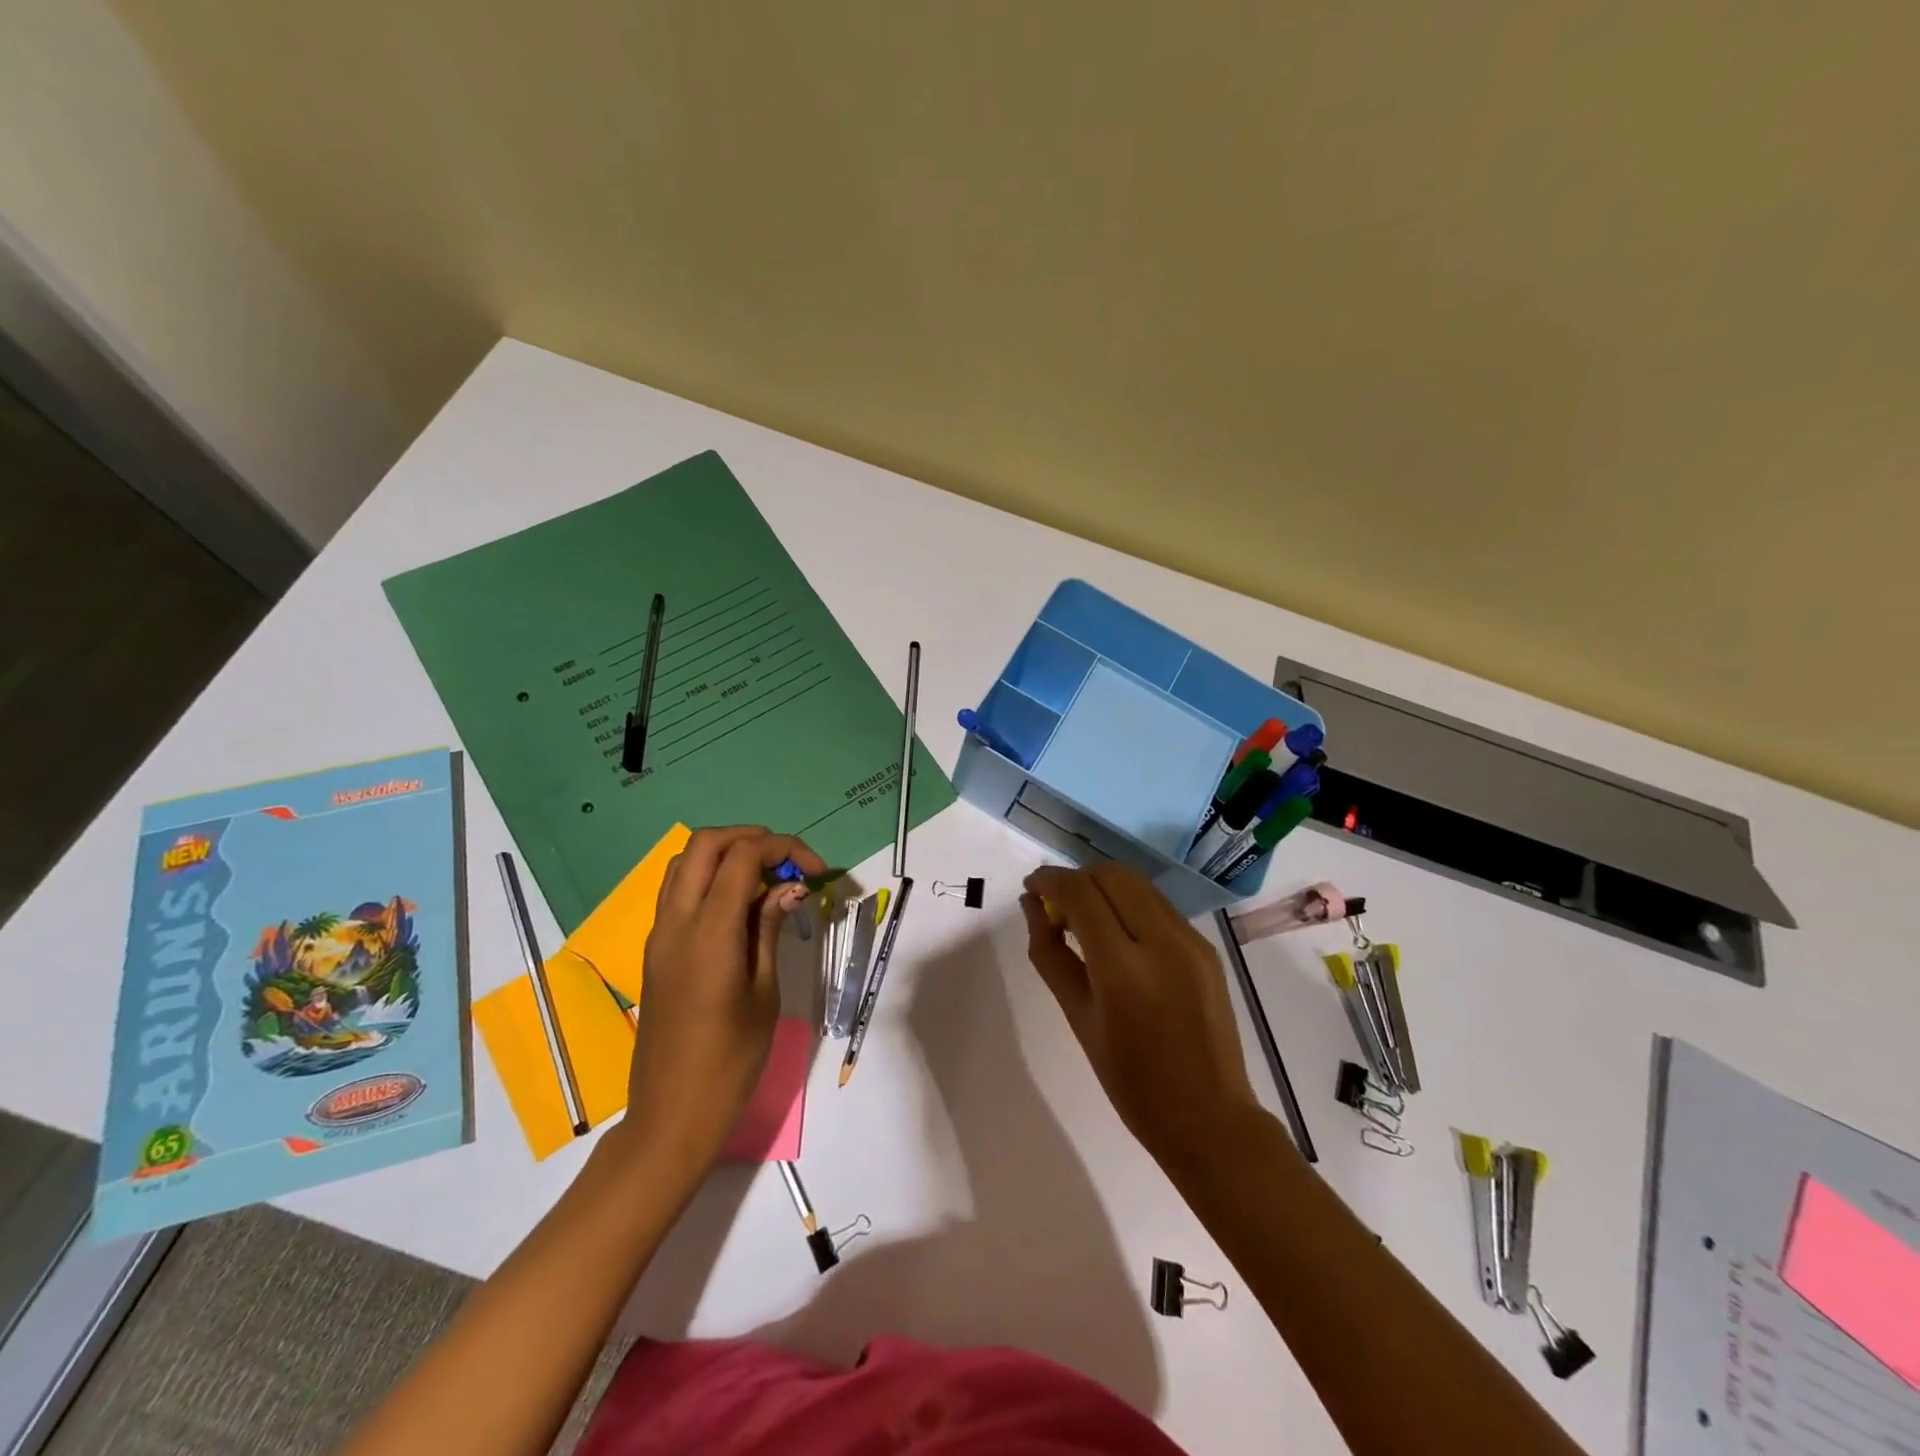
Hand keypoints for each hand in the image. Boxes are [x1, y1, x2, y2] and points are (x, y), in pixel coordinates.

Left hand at [612, 826, 823, 1177]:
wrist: (671, 1114)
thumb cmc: (730, 1061)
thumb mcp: (764, 993)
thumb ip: (771, 929)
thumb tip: (789, 887)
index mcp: (709, 932)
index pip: (742, 857)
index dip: (783, 848)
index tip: (816, 870)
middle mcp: (676, 921)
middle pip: (705, 844)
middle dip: (750, 838)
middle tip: (788, 862)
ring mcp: (658, 933)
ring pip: (684, 861)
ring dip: (726, 853)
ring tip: (766, 877)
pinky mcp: (654, 948)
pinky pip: (677, 890)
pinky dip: (708, 876)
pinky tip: (739, 903)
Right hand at [1021, 862, 1260, 1175]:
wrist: (1209, 1118)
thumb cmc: (1131, 1082)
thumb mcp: (1078, 1018)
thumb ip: (1050, 954)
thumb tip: (1032, 906)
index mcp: (1124, 968)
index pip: (1080, 894)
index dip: (1050, 880)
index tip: (1031, 886)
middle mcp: (1163, 941)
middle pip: (1112, 874)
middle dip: (1078, 878)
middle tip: (1056, 907)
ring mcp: (1191, 941)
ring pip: (1138, 883)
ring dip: (1104, 888)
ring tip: (1084, 920)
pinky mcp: (1206, 947)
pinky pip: (1158, 906)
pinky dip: (1129, 904)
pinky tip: (1118, 936)